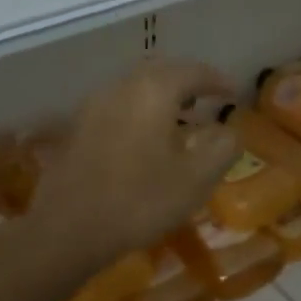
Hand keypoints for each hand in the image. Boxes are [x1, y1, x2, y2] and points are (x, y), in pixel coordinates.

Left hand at [30, 57, 238, 269]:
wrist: (66, 229)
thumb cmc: (139, 200)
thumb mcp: (195, 179)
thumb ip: (222, 148)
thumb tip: (230, 130)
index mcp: (153, 90)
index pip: (193, 71)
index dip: (218, 81)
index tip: (235, 93)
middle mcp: (121, 86)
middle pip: (161, 72)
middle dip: (188, 83)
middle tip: (208, 100)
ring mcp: (93, 105)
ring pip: (136, 89)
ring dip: (162, 98)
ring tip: (181, 121)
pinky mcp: (77, 128)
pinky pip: (118, 107)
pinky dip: (139, 113)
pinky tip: (146, 140)